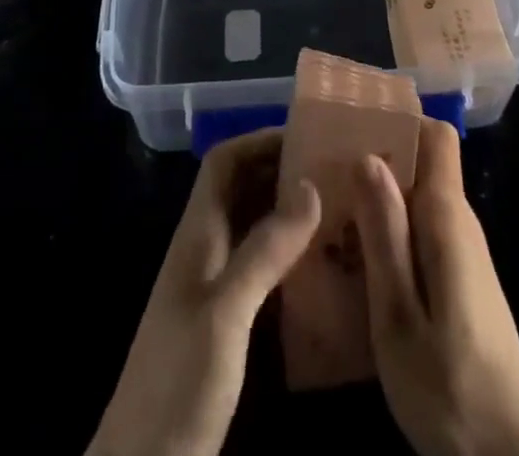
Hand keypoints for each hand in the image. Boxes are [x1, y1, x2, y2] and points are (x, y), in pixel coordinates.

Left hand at [87, 129, 320, 455]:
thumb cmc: (178, 382)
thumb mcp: (225, 313)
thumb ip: (265, 249)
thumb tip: (311, 184)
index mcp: (197, 235)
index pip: (224, 163)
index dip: (259, 140)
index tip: (307, 136)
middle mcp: (205, 251)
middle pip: (242, 190)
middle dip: (282, 171)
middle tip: (335, 170)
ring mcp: (215, 289)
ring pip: (254, 228)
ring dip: (290, 213)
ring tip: (340, 208)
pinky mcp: (228, 324)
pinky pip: (263, 269)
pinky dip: (291, 256)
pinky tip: (325, 267)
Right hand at [353, 119, 518, 455]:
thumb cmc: (451, 386)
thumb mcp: (400, 315)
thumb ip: (384, 234)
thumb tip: (367, 157)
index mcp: (446, 216)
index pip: (435, 134)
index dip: (398, 120)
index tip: (351, 127)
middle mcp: (458, 221)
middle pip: (420, 162)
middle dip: (374, 160)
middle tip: (322, 174)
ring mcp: (461, 251)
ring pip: (416, 199)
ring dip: (375, 200)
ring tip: (327, 214)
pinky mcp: (459, 279)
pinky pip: (419, 232)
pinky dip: (387, 232)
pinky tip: (354, 260)